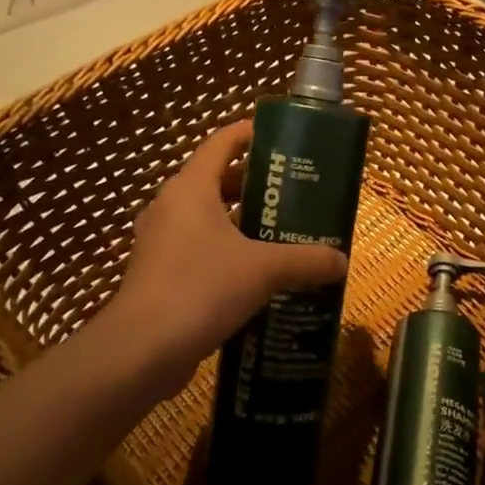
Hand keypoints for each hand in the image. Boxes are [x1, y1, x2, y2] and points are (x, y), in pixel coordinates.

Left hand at [106, 120, 348, 391]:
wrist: (142, 350)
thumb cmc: (201, 288)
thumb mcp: (264, 270)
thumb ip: (305, 260)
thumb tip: (341, 261)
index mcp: (190, 189)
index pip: (221, 143)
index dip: (250, 134)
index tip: (282, 139)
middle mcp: (170, 208)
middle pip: (215, 181)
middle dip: (254, 186)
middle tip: (293, 195)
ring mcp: (160, 243)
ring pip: (207, 220)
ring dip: (241, 224)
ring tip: (282, 235)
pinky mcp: (159, 275)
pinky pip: (198, 251)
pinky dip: (227, 255)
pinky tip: (257, 277)